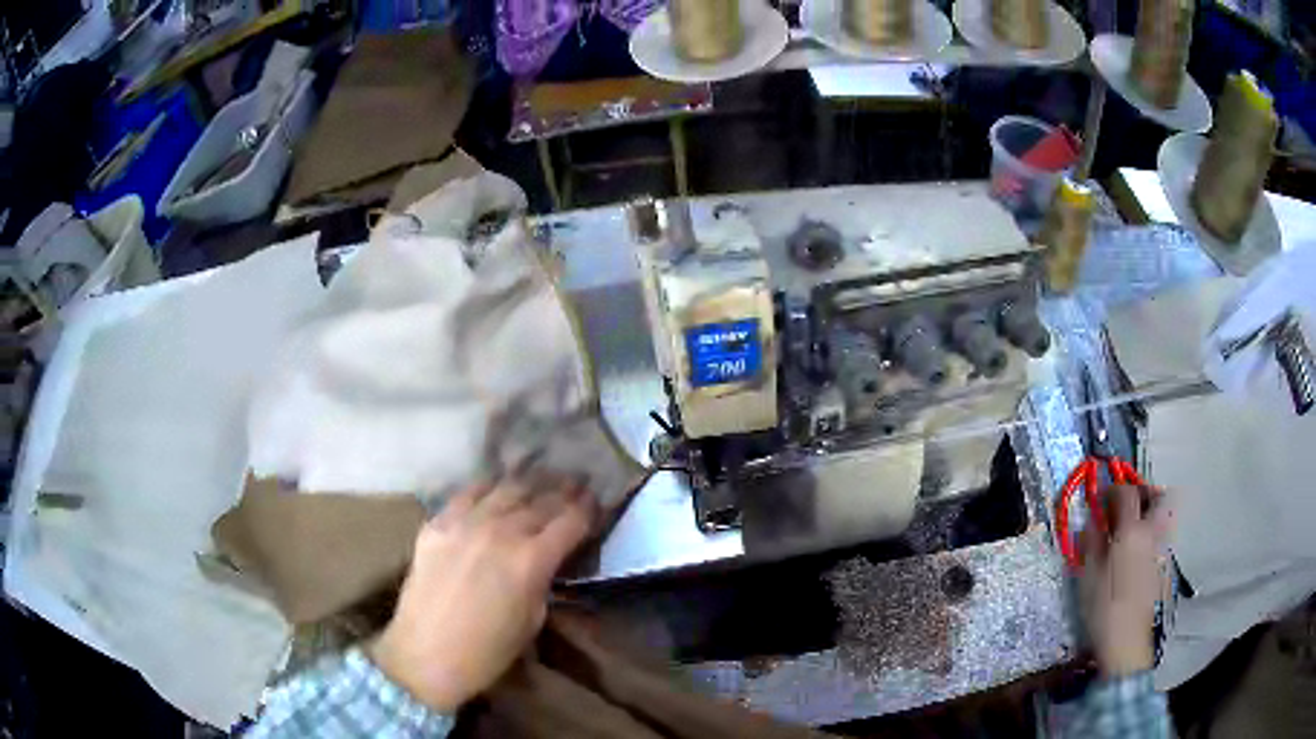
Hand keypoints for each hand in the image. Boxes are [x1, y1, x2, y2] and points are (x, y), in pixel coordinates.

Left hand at [371, 478, 596, 712]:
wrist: (426, 655)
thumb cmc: (488, 650)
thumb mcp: (533, 619)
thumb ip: (544, 580)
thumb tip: (549, 558)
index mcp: (531, 560)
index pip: (570, 521)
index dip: (588, 509)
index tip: (596, 502)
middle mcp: (500, 531)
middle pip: (541, 500)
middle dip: (563, 491)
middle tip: (576, 483)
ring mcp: (465, 522)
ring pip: (505, 489)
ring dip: (529, 483)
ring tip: (540, 478)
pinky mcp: (437, 523)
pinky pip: (467, 494)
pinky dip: (487, 488)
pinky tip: (495, 488)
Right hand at [1078, 485, 1172, 676]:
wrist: (1127, 643)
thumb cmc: (1104, 609)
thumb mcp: (1089, 577)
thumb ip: (1092, 543)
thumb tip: (1091, 521)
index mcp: (1132, 531)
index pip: (1126, 493)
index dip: (1113, 490)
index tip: (1100, 499)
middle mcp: (1152, 533)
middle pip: (1157, 496)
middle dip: (1143, 492)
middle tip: (1126, 503)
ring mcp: (1161, 549)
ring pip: (1164, 515)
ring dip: (1149, 511)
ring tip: (1131, 526)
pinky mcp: (1163, 565)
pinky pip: (1161, 535)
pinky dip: (1151, 532)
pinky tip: (1135, 551)